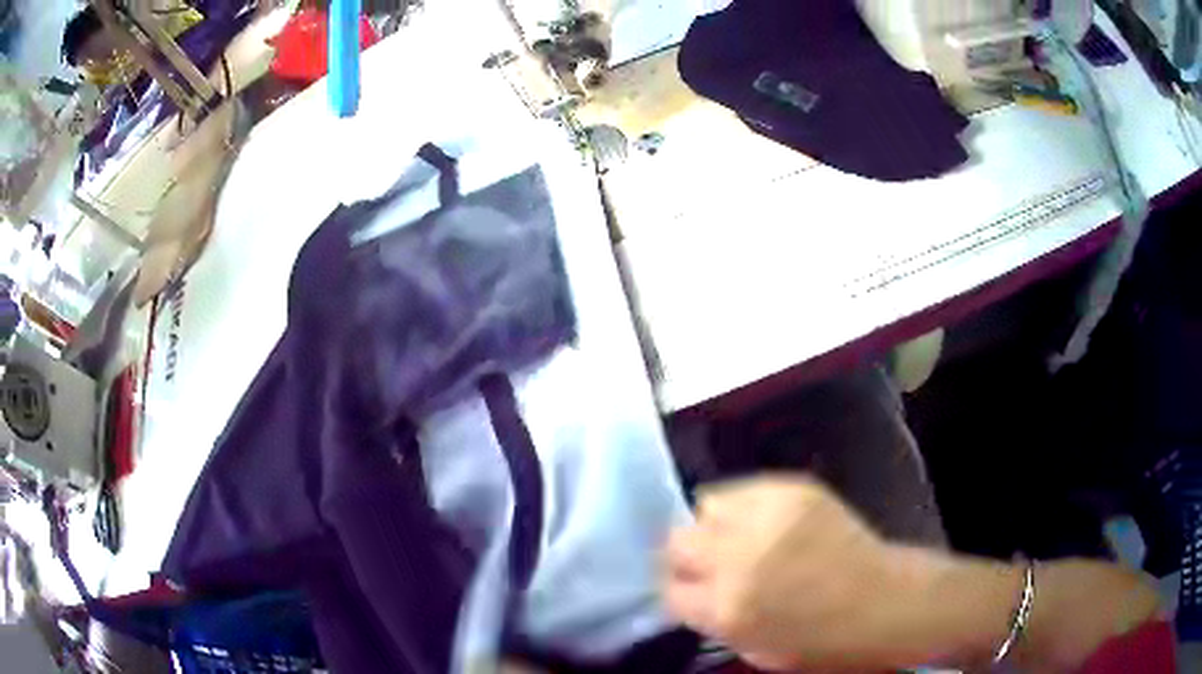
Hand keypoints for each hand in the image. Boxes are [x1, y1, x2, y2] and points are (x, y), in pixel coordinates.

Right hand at [662, 476, 961, 670]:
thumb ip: (713, 620)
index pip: (668, 588)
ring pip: (706, 505)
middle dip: (684, 556)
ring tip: (736, 538)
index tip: (688, 592)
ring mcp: (769, 516)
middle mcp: (741, 556)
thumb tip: (689, 594)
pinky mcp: (794, 488)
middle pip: (676, 540)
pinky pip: (745, 488)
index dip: (676, 591)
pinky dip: (744, 506)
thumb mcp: (755, 651)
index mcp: (728, 607)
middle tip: (706, 565)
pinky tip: (764, 523)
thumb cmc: (823, 643)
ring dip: (712, 526)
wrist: (887, 602)